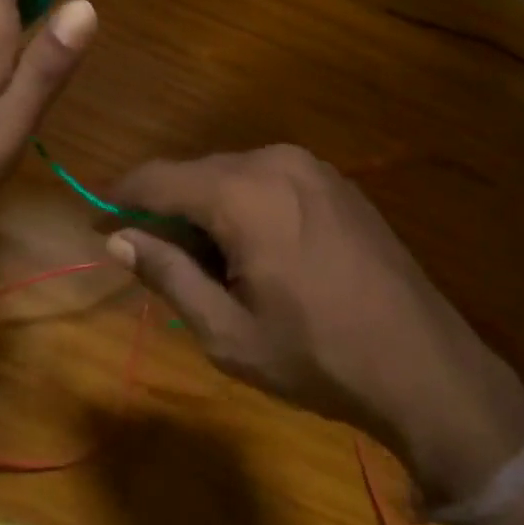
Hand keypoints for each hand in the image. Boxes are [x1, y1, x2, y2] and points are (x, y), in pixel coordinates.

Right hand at [107, 145, 523, 504]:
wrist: (424, 364)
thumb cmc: (316, 355)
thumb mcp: (227, 331)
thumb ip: (168, 274)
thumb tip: (119, 239)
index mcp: (241, 192)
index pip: (158, 178)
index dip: (120, 199)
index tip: (99, 227)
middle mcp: (273, 160)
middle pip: (196, 172)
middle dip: (167, 210)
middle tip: (156, 261)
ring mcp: (310, 165)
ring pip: (232, 174)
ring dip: (208, 208)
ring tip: (211, 264)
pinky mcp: (335, 179)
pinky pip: (268, 178)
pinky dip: (245, 203)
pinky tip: (257, 250)